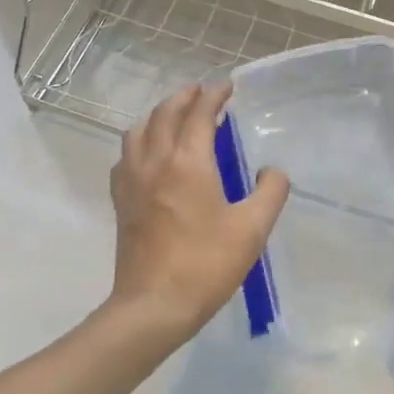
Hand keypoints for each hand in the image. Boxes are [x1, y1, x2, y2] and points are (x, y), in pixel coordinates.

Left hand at [108, 83, 290, 348]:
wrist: (153, 307)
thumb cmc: (206, 264)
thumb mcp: (252, 229)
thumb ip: (270, 192)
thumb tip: (272, 171)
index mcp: (189, 162)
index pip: (199, 113)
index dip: (214, 95)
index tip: (227, 86)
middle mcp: (156, 161)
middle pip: (165, 113)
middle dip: (185, 97)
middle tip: (203, 93)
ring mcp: (132, 181)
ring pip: (139, 130)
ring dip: (159, 115)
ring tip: (176, 118)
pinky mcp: (120, 202)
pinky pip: (125, 157)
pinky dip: (139, 142)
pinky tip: (149, 155)